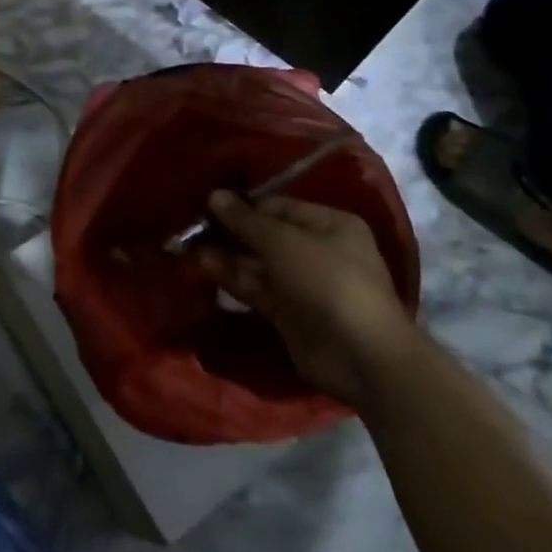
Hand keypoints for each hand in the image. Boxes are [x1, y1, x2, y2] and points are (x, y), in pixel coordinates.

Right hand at [197, 192, 418, 410]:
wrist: (360, 356)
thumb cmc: (327, 281)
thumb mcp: (283, 242)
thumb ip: (246, 220)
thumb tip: (215, 195)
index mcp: (329, 225)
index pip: (279, 207)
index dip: (244, 206)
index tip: (209, 205)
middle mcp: (318, 251)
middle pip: (266, 236)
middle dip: (232, 232)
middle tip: (193, 228)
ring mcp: (304, 285)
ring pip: (258, 264)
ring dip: (227, 256)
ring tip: (190, 249)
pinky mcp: (290, 314)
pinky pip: (258, 290)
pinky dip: (233, 280)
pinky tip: (204, 268)